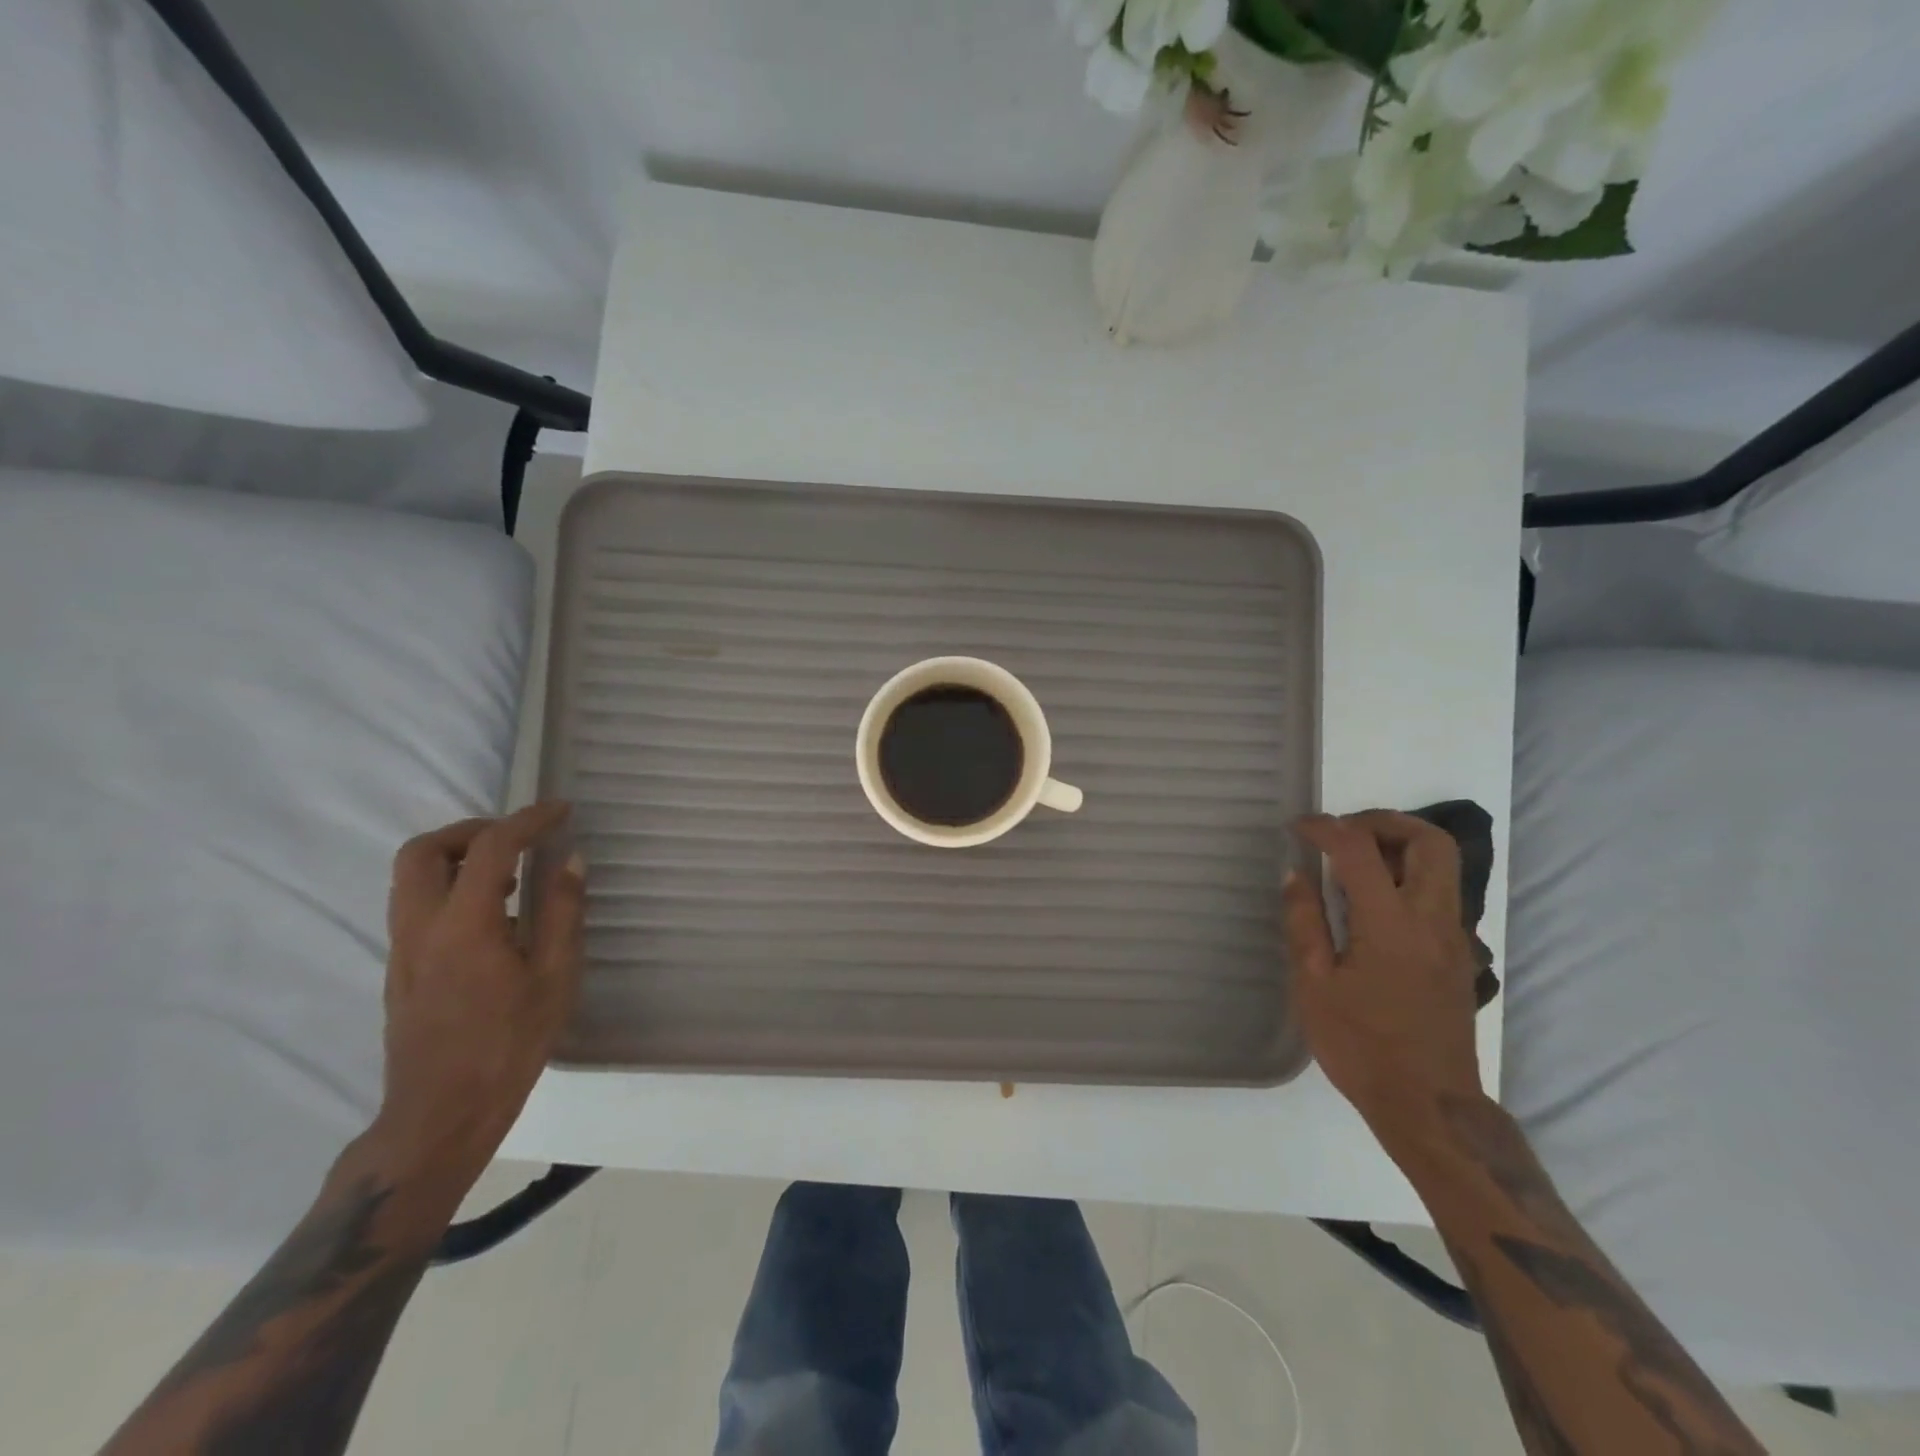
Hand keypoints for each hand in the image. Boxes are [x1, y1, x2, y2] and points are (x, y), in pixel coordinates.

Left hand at [369, 802, 586, 1195]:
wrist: (441, 1113)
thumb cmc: (509, 1044)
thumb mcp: (555, 976)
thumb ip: (562, 911)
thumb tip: (570, 860)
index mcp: (464, 925)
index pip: (489, 848)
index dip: (527, 819)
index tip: (560, 810)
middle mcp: (421, 927)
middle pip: (422, 851)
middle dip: (470, 830)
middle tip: (516, 838)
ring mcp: (403, 949)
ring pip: (411, 878)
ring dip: (458, 858)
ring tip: (511, 875)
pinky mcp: (401, 968)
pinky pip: (416, 904)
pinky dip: (451, 887)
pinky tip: (495, 916)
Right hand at [1284, 811, 1485, 1146]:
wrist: (1429, 1105)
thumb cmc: (1361, 1046)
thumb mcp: (1314, 986)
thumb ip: (1304, 922)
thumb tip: (1295, 874)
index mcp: (1390, 924)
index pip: (1359, 850)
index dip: (1325, 827)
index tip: (1297, 827)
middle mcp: (1432, 920)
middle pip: (1429, 841)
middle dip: (1383, 821)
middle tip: (1342, 832)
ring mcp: (1453, 937)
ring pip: (1444, 864)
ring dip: (1400, 844)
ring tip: (1354, 859)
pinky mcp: (1458, 954)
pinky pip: (1440, 892)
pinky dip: (1409, 874)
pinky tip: (1373, 900)